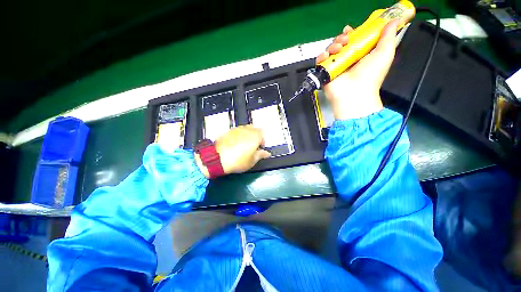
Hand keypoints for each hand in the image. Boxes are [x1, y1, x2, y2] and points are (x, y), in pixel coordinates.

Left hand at [195, 125, 270, 177]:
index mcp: (255, 136)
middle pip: (254, 129)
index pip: (262, 134)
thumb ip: (261, 155)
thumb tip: (266, 153)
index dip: (262, 141)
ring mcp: (237, 129)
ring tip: (243, 146)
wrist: (217, 158)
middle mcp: (246, 130)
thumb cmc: (237, 160)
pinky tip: (235, 144)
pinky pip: (237, 131)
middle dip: (255, 137)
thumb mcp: (252, 161)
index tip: (259, 148)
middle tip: (252, 146)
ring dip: (247, 135)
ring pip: (245, 129)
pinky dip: (239, 136)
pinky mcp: (228, 131)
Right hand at [316, 20, 399, 119]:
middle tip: (345, 41)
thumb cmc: (371, 75)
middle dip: (341, 38)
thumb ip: (388, 37)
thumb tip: (393, 21)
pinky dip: (321, 57)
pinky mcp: (326, 73)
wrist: (354, 93)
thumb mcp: (385, 54)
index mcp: (360, 55)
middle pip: (341, 44)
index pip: (354, 40)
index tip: (351, 30)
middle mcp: (347, 60)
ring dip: (332, 46)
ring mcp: (335, 67)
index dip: (352, 33)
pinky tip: (326, 56)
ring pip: (330, 51)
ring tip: (337, 49)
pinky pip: (320, 61)